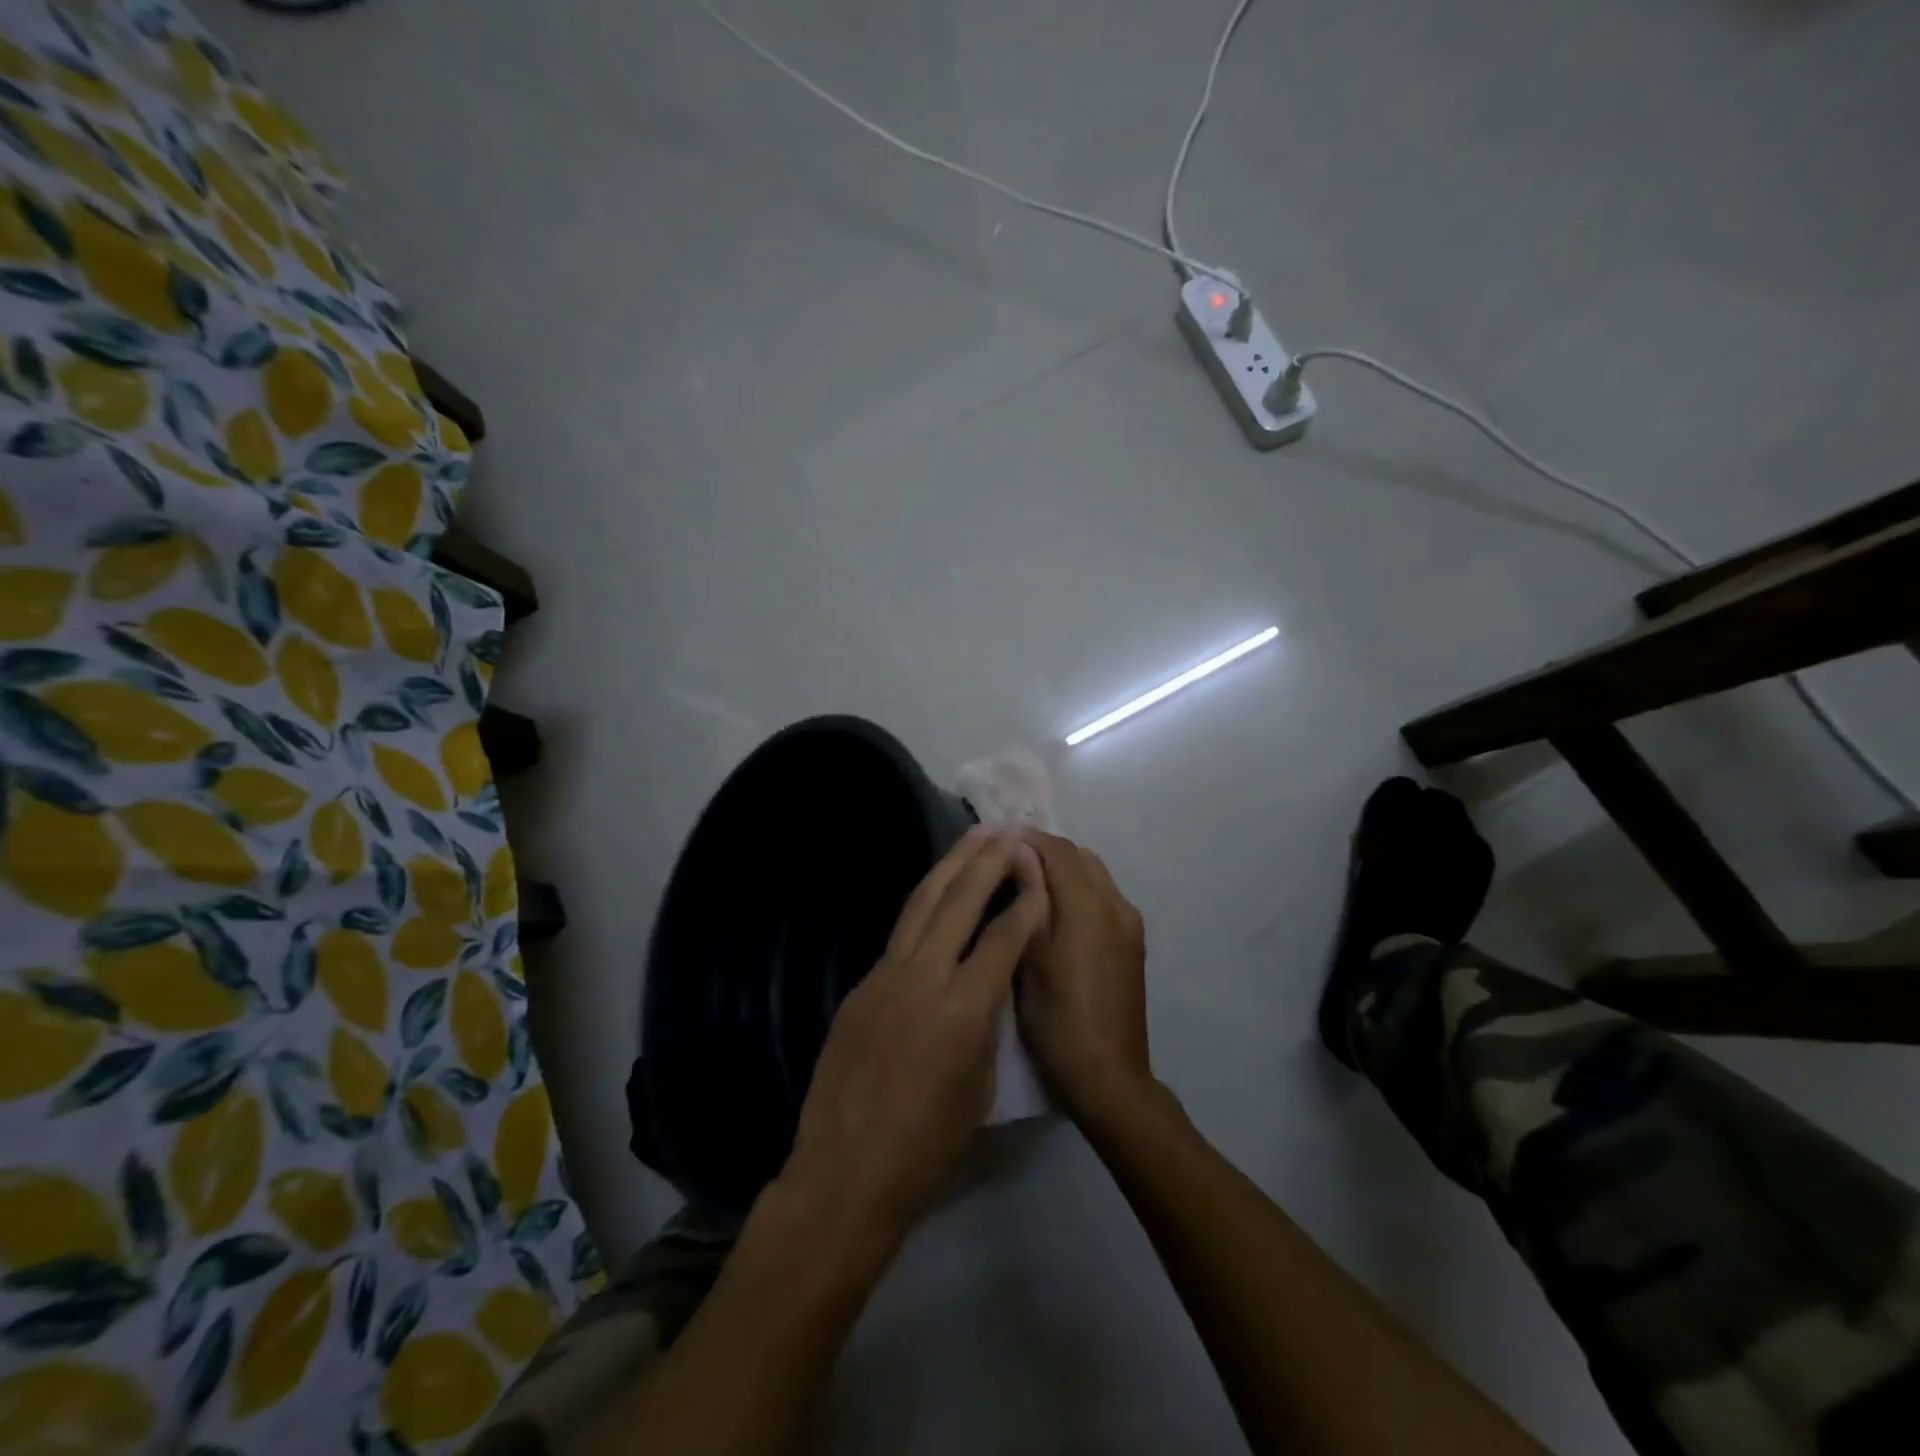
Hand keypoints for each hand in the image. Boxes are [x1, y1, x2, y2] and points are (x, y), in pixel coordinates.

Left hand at [781, 827, 1047, 1251]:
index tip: (1040, 872)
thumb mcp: (980, 1086)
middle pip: (959, 901)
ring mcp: (884, 976)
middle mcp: (923, 977)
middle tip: (1007, 831)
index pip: (1003, 937)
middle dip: (987, 861)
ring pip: (922, 904)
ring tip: (972, 839)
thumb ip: (987, 1022)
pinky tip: (937, 893)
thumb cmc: (928, 1146)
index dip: (1026, 901)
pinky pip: (900, 933)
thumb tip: (988, 984)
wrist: (846, 1173)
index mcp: (963, 1009)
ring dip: (949, 866)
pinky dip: (924, 903)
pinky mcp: (860, 985)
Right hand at [1016, 830, 1151, 1124]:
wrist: (1109, 1076)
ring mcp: (1129, 923)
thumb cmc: (1057, 1021)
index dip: (1027, 838)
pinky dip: (1079, 888)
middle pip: (1080, 856)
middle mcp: (1116, 905)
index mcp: (1089, 907)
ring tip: (1027, 882)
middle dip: (1045, 850)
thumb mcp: (1030, 959)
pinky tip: (1054, 910)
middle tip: (1007, 861)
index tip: (996, 838)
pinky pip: (1104, 895)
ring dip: (1063, 868)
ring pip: (1094, 873)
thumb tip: (1021, 853)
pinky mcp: (1133, 941)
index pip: (1058, 850)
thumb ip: (1029, 900)